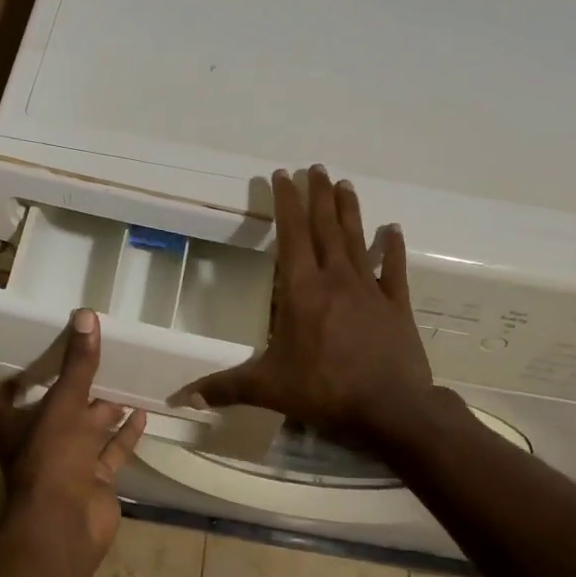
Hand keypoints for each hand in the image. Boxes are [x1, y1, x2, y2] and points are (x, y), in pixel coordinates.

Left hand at [0, 308, 146, 565]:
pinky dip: (125, 435)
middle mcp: (39, 444)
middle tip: (92, 362)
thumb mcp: (64, 403)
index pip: (4, 401)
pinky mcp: (94, 481)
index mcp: (16, 426)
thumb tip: (85, 314)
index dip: (13, 383)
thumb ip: (78, 364)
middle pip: (54, 413)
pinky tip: (142, 413)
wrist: (66, 525)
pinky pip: (112, 453)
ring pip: (86, 433)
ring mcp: (68, 465)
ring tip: (123, 383)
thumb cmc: (52, 458)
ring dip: (102, 412)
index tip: (30, 358)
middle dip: (72, 391)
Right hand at [183, 166, 448, 449]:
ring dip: (349, 211)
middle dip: (318, 195)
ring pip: (356, 239)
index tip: (283, 175)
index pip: (292, 235)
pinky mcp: (396, 306)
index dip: (286, 202)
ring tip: (344, 184)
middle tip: (315, 168)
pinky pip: (393, 270)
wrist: (391, 409)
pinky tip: (394, 230)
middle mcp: (335, 279)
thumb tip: (179, 398)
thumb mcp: (268, 389)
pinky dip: (392, 248)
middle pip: (326, 227)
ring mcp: (369, 289)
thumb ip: (224, 388)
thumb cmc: (324, 391)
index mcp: (301, 290)